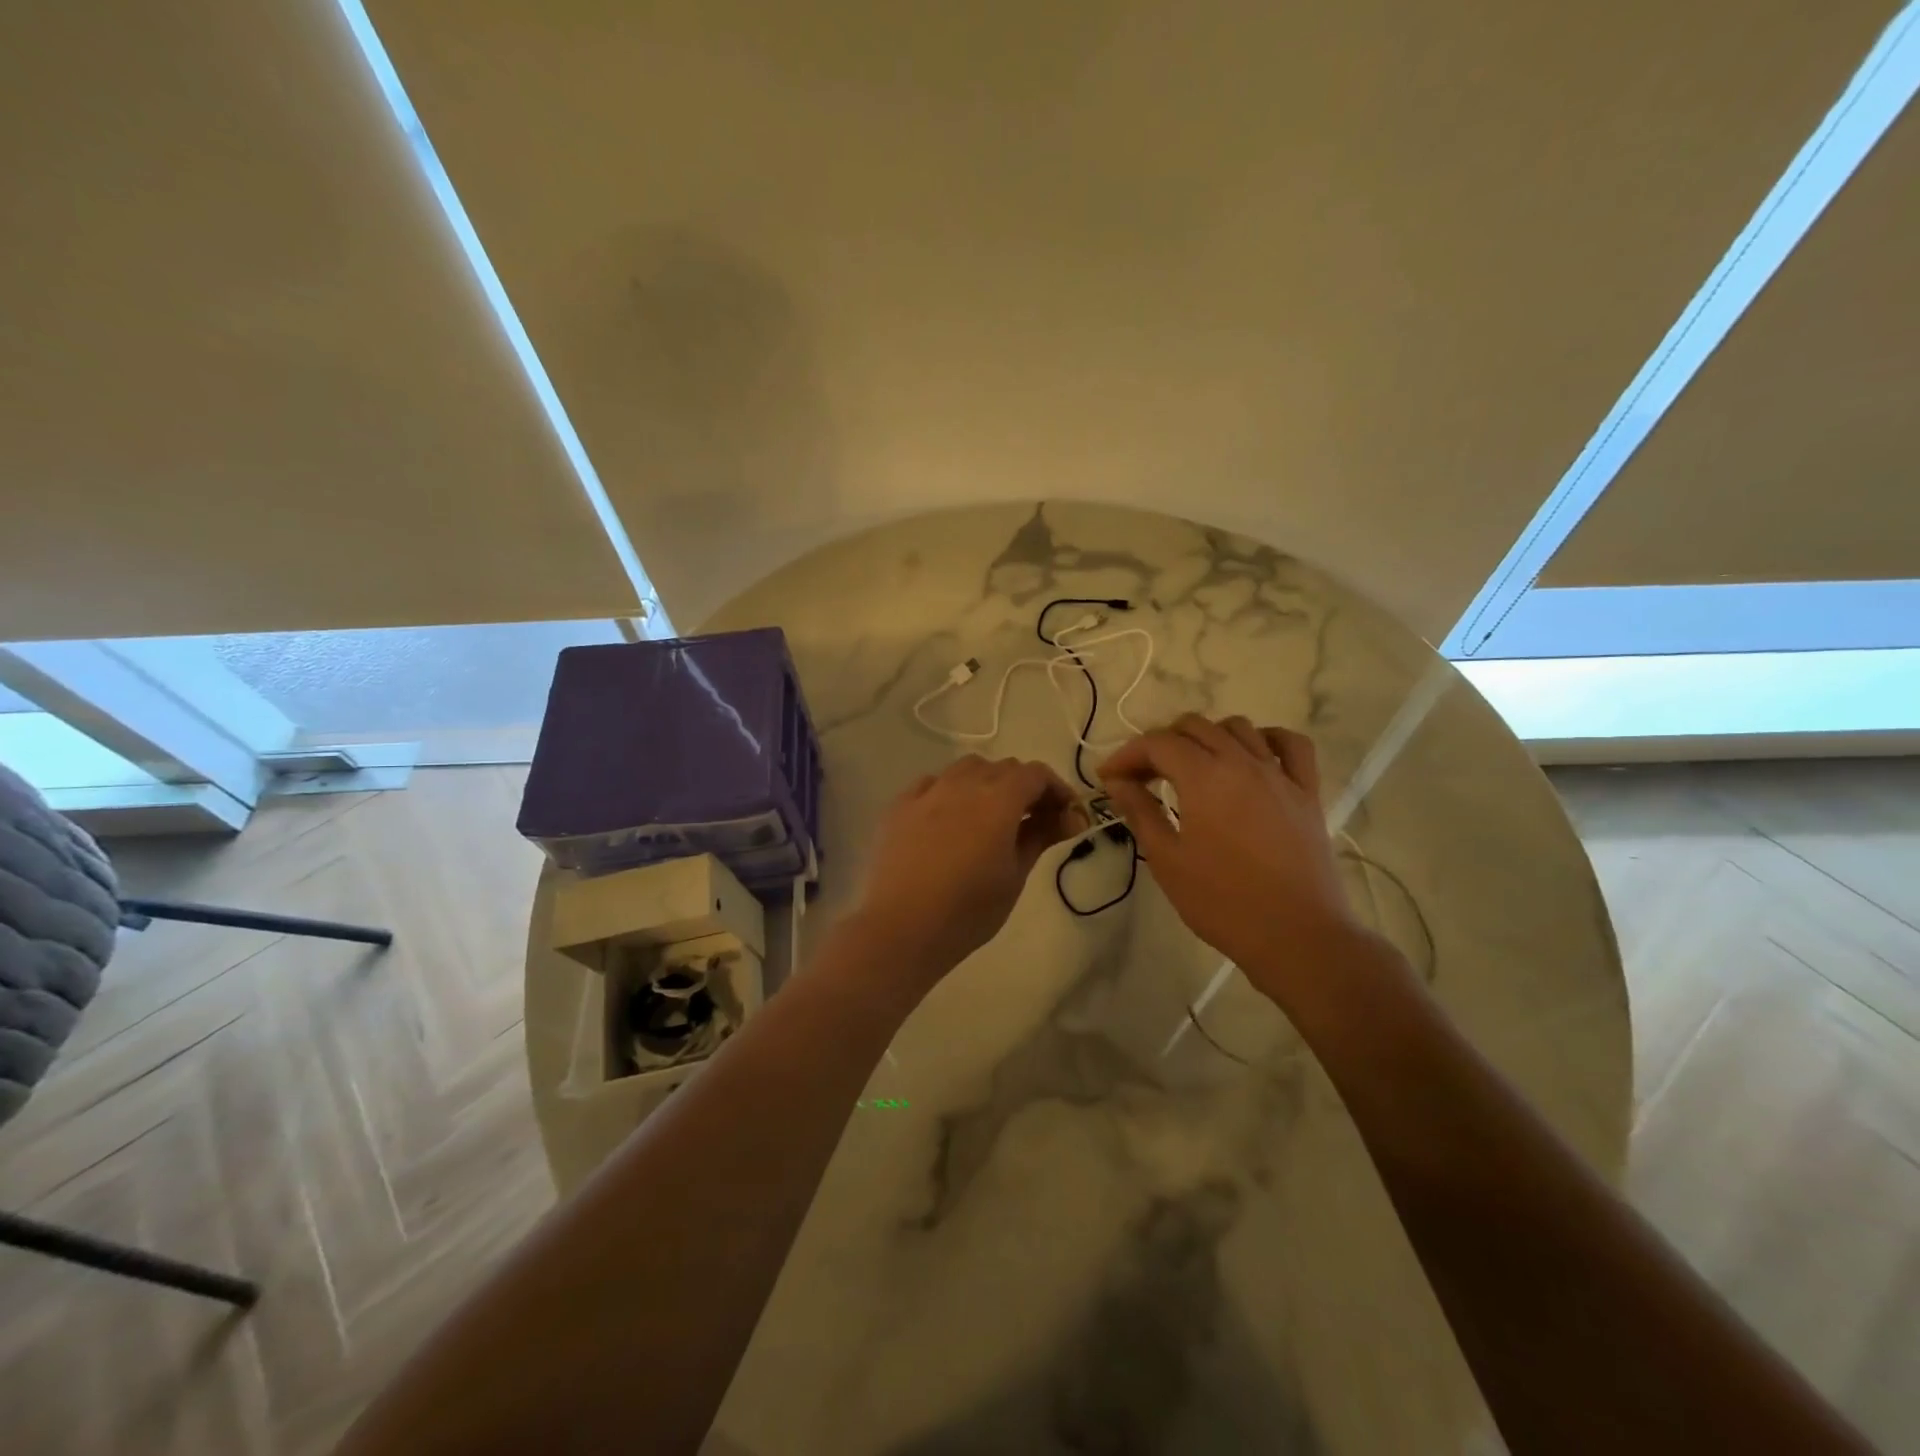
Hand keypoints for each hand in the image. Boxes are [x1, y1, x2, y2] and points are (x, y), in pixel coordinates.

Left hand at [850, 755, 1087, 984]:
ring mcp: (928, 791)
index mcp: (998, 798)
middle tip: (1034, 820)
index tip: (1065, 814)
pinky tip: (949, 819)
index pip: (1036, 774)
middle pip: (1003, 767)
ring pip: (966, 769)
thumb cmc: (968, 909)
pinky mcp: (899, 805)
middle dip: (1024, 787)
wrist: (901, 927)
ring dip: (987, 782)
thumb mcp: (1015, 875)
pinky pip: (932, 783)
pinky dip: (950, 791)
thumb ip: (1041, 836)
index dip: (1056, 789)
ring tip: (990, 816)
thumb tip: (1070, 817)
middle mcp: (963, 783)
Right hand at [1098, 714, 1381, 1004]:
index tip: (1108, 777)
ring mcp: (1279, 775)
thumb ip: (1140, 812)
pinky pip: (1292, 746)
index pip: (1157, 743)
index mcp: (1204, 777)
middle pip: (1195, 727)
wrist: (1295, 935)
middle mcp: (1242, 762)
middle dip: (1161, 743)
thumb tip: (1117, 782)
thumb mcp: (1167, 859)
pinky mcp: (1307, 793)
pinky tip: (1252, 756)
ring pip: (1239, 728)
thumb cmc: (1221, 902)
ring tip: (1191, 767)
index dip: (1127, 754)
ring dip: (1207, 737)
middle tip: (1142, 777)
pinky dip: (1267, 739)